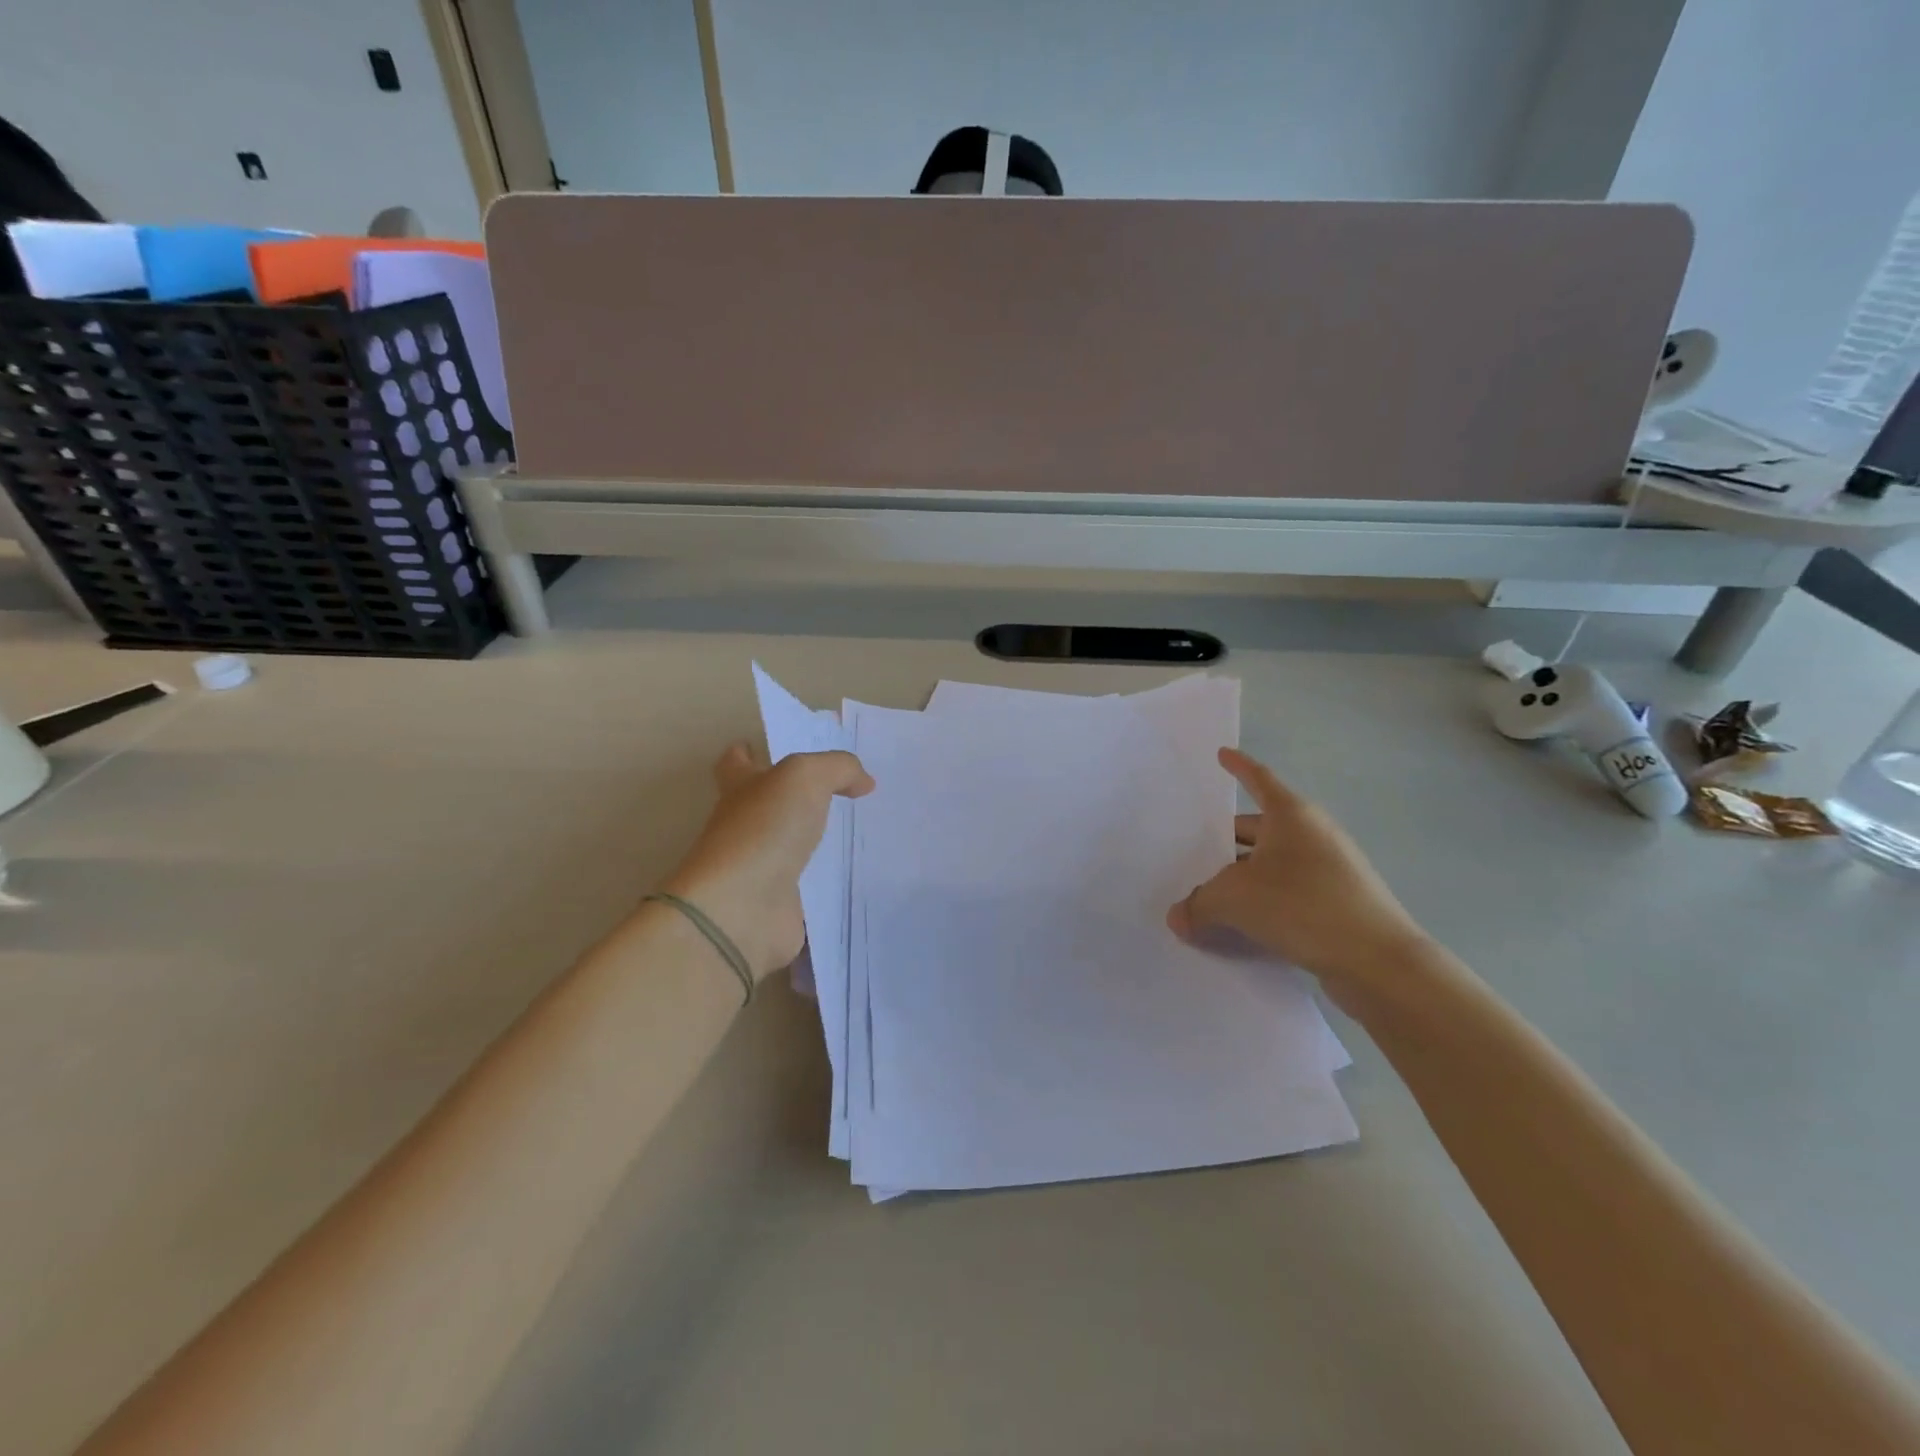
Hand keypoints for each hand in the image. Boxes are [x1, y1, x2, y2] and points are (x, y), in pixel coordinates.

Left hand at [659, 742, 874, 979]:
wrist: (742, 910)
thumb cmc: (764, 830)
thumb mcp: (805, 777)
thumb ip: (838, 768)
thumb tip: (863, 782)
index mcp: (741, 788)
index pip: (737, 762)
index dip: (752, 752)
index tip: (779, 751)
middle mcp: (745, 825)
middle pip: (769, 804)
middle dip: (798, 796)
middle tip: (845, 788)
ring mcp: (760, 867)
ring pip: (793, 845)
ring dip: (820, 839)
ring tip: (864, 828)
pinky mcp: (780, 903)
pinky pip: (812, 886)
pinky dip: (831, 882)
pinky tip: (862, 874)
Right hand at [1168, 748, 1429, 986]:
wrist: (1379, 961)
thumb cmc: (1301, 905)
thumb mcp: (1233, 899)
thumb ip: (1198, 905)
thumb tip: (1178, 918)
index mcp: (1291, 815)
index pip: (1258, 778)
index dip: (1238, 766)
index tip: (1222, 754)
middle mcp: (1313, 834)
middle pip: (1259, 828)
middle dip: (1226, 841)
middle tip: (1193, 854)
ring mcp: (1331, 869)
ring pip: (1273, 864)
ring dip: (1243, 877)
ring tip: (1210, 896)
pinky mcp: (1340, 903)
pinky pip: (1290, 892)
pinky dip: (1265, 902)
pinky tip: (1243, 926)